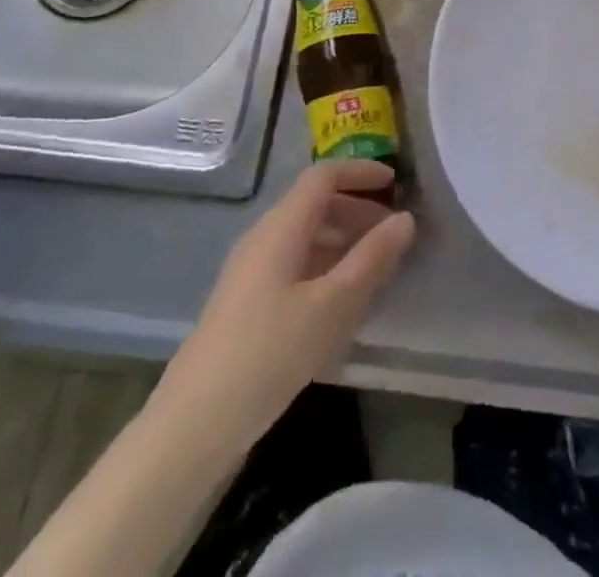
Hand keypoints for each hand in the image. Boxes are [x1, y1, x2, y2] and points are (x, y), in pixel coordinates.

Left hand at [154, 159, 415, 448]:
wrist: (194, 425)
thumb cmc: (270, 353)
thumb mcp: (333, 305)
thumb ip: (372, 258)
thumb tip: (405, 219)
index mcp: (281, 227)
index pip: (324, 176)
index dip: (360, 172)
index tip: (396, 184)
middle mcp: (263, 238)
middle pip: (314, 204)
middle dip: (357, 210)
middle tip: (394, 233)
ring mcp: (251, 272)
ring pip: (305, 236)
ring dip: (343, 240)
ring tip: (377, 267)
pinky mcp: (247, 304)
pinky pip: (295, 264)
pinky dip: (326, 266)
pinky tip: (343, 301)